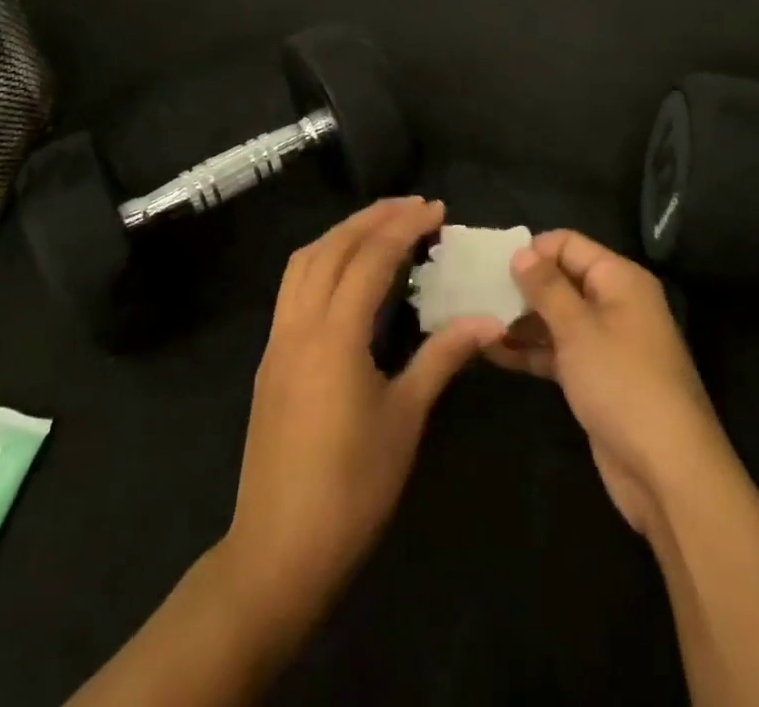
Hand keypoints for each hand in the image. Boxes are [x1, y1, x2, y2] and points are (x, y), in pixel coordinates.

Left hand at [222, 197, 502, 614]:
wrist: (278, 551)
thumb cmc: (351, 487)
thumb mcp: (405, 419)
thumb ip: (442, 357)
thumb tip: (489, 320)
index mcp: (334, 334)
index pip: (370, 257)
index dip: (404, 227)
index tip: (437, 210)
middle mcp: (299, 324)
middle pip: (332, 247)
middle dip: (373, 218)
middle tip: (413, 207)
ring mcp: (278, 340)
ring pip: (305, 261)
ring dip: (342, 234)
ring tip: (381, 227)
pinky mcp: (270, 359)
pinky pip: (293, 286)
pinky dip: (322, 260)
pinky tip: (347, 273)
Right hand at [485, 230, 728, 537]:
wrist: (667, 470)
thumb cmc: (622, 383)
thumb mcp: (578, 328)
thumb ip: (546, 287)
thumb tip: (521, 252)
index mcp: (619, 279)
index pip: (569, 244)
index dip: (533, 250)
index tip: (492, 265)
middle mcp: (615, 303)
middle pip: (561, 279)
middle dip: (521, 286)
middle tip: (476, 294)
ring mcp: (606, 343)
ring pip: (557, 318)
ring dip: (521, 320)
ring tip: (476, 323)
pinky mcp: (597, 378)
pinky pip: (559, 351)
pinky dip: (531, 351)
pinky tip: (493, 353)